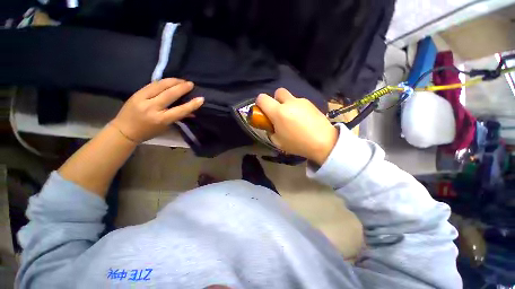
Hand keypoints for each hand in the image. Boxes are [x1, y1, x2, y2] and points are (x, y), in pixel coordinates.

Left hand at [111, 78, 203, 142]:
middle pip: (170, 94)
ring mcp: (143, 98)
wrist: (124, 130)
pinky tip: (169, 81)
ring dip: (173, 81)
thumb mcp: (166, 127)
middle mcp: (152, 107)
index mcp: (161, 119)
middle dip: (182, 87)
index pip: (180, 110)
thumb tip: (192, 112)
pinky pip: (152, 84)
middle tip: (191, 84)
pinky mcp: (137, 93)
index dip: (192, 104)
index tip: (201, 99)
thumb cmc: (148, 132)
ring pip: (160, 85)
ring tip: (181, 80)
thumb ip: (178, 118)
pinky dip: (163, 82)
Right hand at [256, 88, 337, 164]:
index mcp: (278, 112)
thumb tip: (270, 125)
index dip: (259, 103)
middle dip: (275, 100)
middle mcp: (289, 102)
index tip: (263, 112)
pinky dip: (297, 108)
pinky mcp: (311, 103)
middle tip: (278, 113)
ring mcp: (301, 101)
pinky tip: (303, 120)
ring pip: (290, 97)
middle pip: (278, 92)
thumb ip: (270, 131)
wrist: (324, 142)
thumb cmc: (298, 144)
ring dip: (287, 105)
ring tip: (293, 119)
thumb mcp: (278, 142)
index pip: (262, 98)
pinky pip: (299, 102)